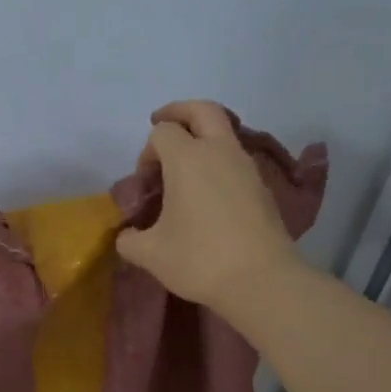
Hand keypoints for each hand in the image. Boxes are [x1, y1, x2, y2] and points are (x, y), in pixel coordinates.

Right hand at [115, 100, 294, 314]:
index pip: (163, 132)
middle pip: (202, 110)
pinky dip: (218, 162)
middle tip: (162, 124)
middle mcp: (219, 152)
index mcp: (187, 159)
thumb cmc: (200, 259)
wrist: (262, 281)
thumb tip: (128, 235)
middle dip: (179, 112)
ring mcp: (246, 167)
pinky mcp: (262, 187)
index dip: (147, 151)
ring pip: (224, 133)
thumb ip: (130, 239)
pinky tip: (207, 193)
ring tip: (184, 167)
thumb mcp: (150, 254)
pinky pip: (235, 159)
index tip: (145, 182)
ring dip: (202, 139)